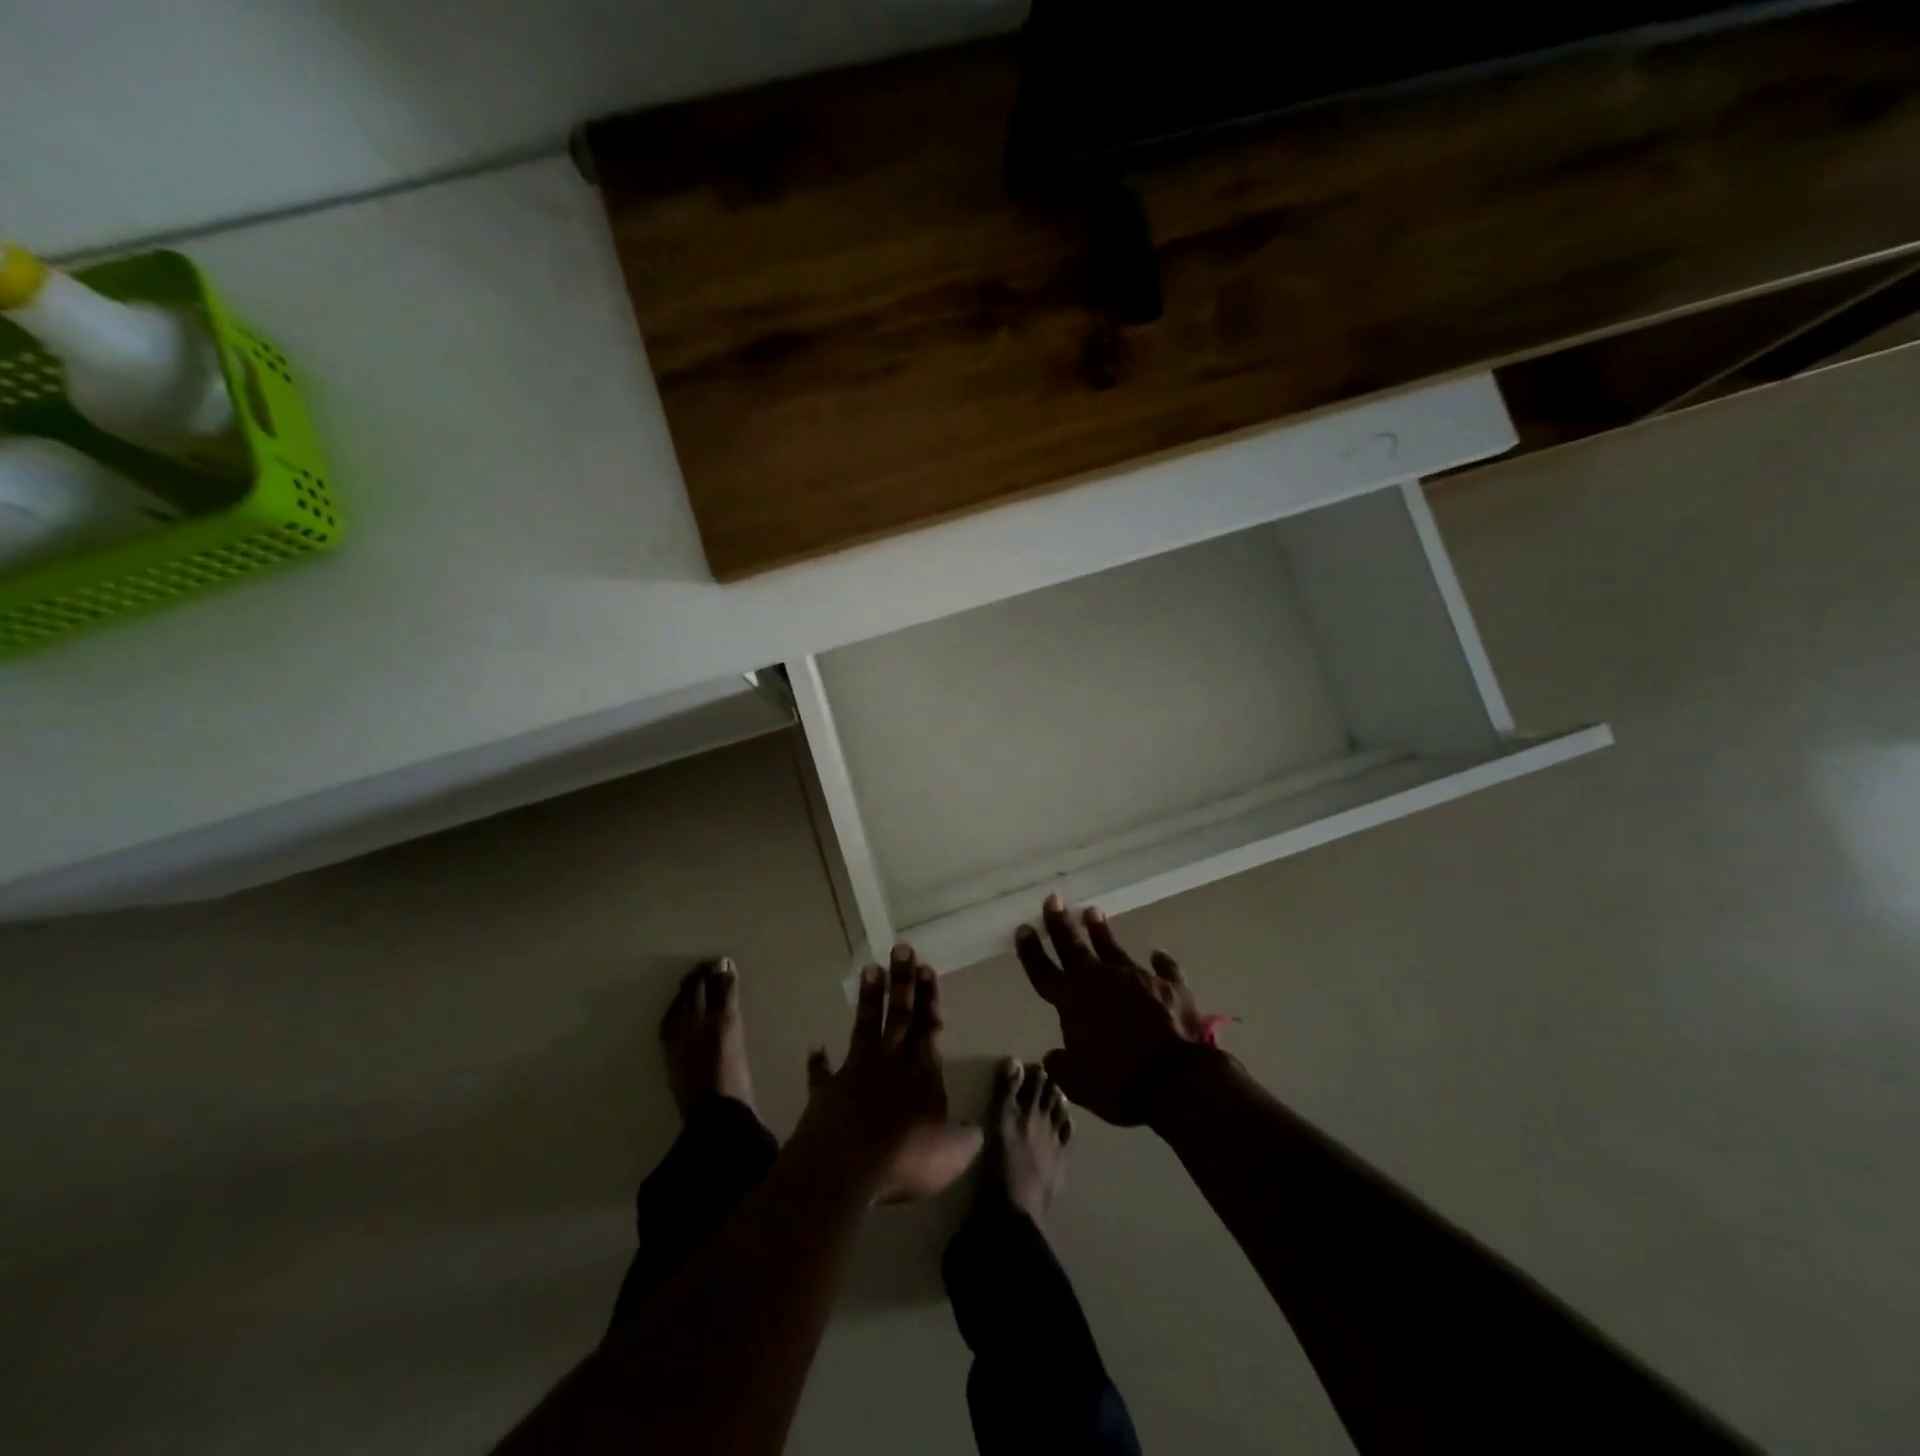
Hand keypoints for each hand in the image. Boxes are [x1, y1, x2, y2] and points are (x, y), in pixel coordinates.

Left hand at [803, 944, 981, 1201]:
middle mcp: (890, 1063)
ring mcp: (855, 1074)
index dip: (929, 998)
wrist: (845, 1167)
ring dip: (869, 1000)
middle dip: (903, 982)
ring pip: (865, 1027)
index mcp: (922, 1073)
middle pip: (899, 1015)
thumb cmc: (906, 1157)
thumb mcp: (952, 1154)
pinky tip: (815, 1048)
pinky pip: (822, 1074)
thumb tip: (978, 1129)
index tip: (927, 967)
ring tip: (870, 968)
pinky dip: (818, 1062)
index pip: (929, 1026)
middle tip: (902, 948)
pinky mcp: (826, 1092)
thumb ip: (966, 1138)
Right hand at [1015, 896, 1217, 1126]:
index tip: (1024, 928)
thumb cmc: (1119, 1081)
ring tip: (1093, 912)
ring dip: (1101, 932)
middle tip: (1054, 900)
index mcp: (1073, 1001)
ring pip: (1114, 949)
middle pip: (1074, 947)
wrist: (1176, 1079)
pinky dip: (1161, 963)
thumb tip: (1053, 1055)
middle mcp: (1101, 981)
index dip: (1031, 952)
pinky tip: (1159, 955)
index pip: (1044, 972)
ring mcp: (1137, 979)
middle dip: (1061, 924)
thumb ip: (1062, 1066)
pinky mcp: (1170, 987)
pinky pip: (1164, 970)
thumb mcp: (1078, 1083)